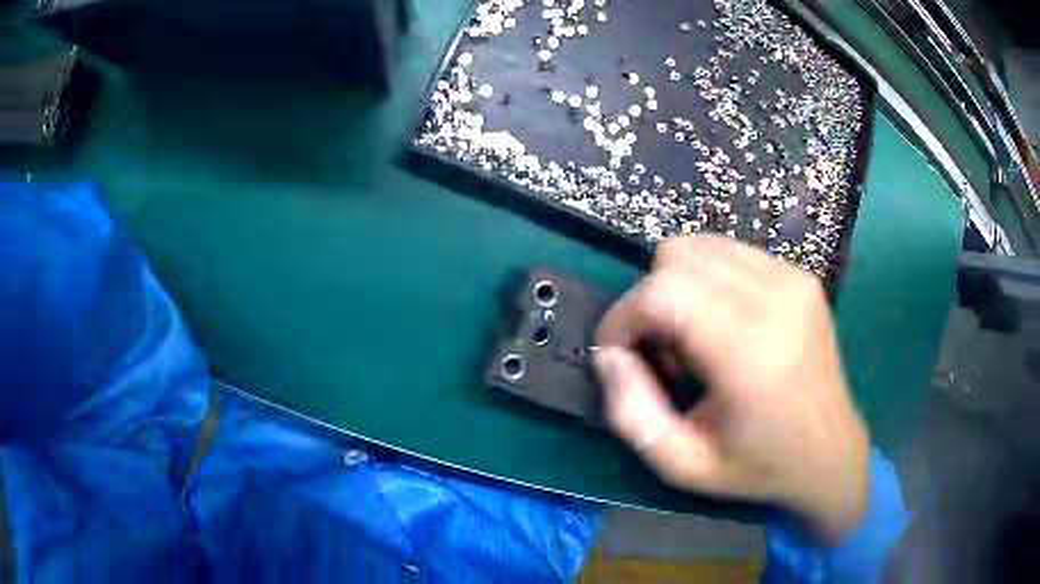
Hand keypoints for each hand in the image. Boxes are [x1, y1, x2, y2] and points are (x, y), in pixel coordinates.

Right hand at [593, 235, 869, 542]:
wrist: (830, 451)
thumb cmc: (758, 467)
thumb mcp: (682, 466)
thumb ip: (631, 413)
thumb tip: (609, 355)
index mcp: (751, 352)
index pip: (664, 292)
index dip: (624, 316)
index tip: (619, 353)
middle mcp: (777, 300)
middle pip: (677, 258)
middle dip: (649, 302)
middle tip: (662, 353)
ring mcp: (793, 280)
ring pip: (701, 246)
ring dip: (677, 287)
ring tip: (693, 337)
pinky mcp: (800, 276)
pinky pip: (729, 252)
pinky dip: (707, 280)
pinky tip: (722, 323)